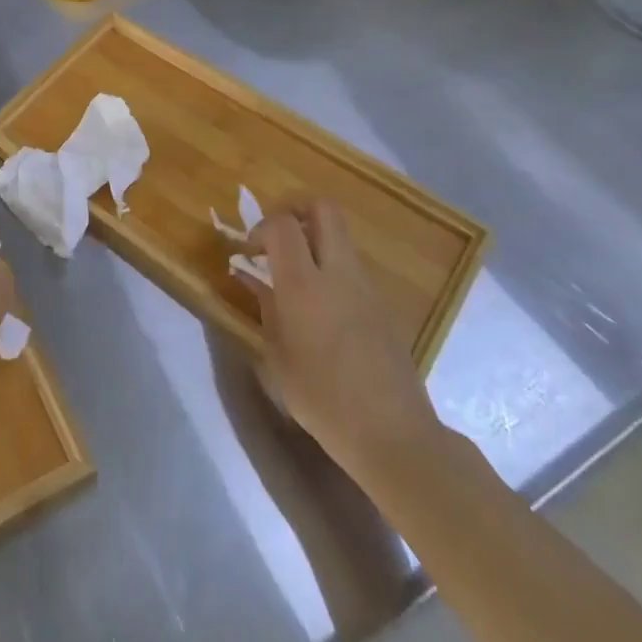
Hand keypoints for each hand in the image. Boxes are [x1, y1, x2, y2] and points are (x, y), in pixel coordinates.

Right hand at [246, 201, 444, 482]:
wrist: (391, 433)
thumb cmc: (321, 398)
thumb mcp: (276, 355)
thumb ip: (264, 307)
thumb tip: (250, 277)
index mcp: (304, 283)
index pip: (282, 223)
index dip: (261, 227)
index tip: (250, 252)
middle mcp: (338, 272)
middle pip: (323, 209)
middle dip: (296, 211)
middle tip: (278, 238)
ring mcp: (366, 285)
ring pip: (340, 237)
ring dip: (316, 242)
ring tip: (297, 278)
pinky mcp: (383, 304)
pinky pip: (353, 267)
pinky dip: (333, 270)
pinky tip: (322, 309)